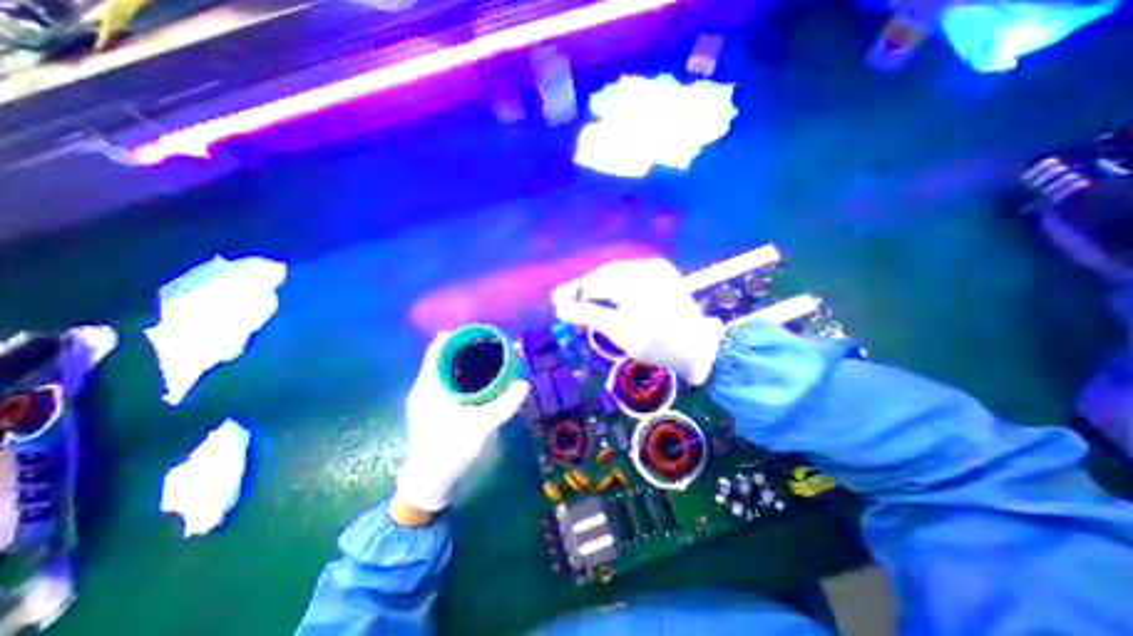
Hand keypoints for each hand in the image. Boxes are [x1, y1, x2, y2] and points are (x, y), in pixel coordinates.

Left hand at [395, 333, 531, 510]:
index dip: (457, 337)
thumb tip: (524, 383)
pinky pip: (445, 381)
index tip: (479, 331)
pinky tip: (476, 379)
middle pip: (442, 357)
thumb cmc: (450, 451)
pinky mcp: (431, 408)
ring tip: (486, 356)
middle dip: (464, 347)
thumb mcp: (480, 427)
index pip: (438, 350)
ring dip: (462, 361)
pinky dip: (460, 374)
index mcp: (428, 387)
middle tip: (490, 343)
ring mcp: (425, 399)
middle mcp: (423, 388)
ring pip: (443, 369)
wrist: (428, 482)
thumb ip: (503, 405)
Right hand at [553, 256, 724, 384]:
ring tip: (583, 298)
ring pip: (617, 273)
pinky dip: (615, 284)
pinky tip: (606, 294)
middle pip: (604, 275)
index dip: (574, 292)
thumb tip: (560, 307)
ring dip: (599, 286)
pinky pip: (630, 275)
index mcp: (634, 280)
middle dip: (585, 288)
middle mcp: (645, 266)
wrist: (697, 347)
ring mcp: (655, 267)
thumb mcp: (618, 331)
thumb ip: (587, 315)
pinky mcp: (662, 272)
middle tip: (566, 300)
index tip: (555, 300)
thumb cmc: (656, 343)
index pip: (595, 283)